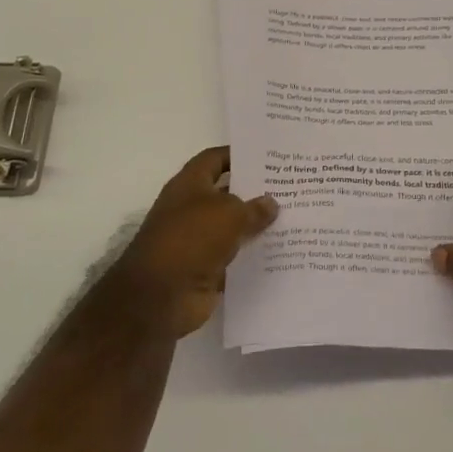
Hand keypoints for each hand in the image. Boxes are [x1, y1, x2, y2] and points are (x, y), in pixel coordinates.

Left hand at [108, 146, 277, 339]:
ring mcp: (198, 240)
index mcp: (189, 185)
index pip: (214, 159)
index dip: (238, 155)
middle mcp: (191, 209)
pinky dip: (252, 256)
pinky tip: (281, 251)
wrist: (160, 296)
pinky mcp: (205, 269)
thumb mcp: (228, 214)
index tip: (267, 157)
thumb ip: (253, 207)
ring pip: (233, 228)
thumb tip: (271, 203)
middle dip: (255, 192)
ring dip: (257, 226)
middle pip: (227, 194)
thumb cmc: (191, 239)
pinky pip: (234, 258)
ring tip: (292, 218)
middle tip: (289, 187)